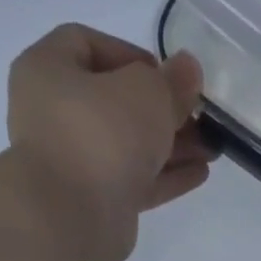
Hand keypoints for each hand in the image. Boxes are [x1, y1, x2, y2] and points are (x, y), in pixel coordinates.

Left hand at [0, 23, 213, 260]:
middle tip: (200, 116)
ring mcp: (74, 161)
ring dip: (171, 145)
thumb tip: (187, 70)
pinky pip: (133, 180)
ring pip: (128, 145)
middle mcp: (55, 114)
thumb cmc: (102, 134)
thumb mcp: (148, 93)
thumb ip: (172, 81)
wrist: (72, 216)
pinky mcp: (94, 200)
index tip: (166, 75)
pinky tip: (200, 173)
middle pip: (114, 101)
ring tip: (211, 148)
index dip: (130, 54)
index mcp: (49, 71)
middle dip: (162, 109)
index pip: (85, 44)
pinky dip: (164, 176)